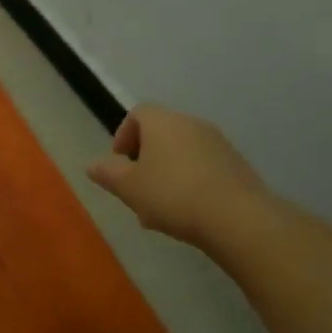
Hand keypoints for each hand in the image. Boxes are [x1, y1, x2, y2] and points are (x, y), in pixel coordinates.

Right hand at [86, 103, 267, 245]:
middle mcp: (192, 123)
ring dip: (168, 173)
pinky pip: (205, 167)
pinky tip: (189, 213)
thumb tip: (93, 165)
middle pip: (161, 133)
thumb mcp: (129, 187)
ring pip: (183, 152)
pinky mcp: (238, 165)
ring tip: (161, 208)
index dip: (123, 136)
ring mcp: (219, 143)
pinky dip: (191, 182)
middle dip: (145, 159)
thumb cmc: (173, 195)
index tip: (119, 163)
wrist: (238, 218)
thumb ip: (108, 173)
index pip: (137, 114)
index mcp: (163, 122)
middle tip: (138, 189)